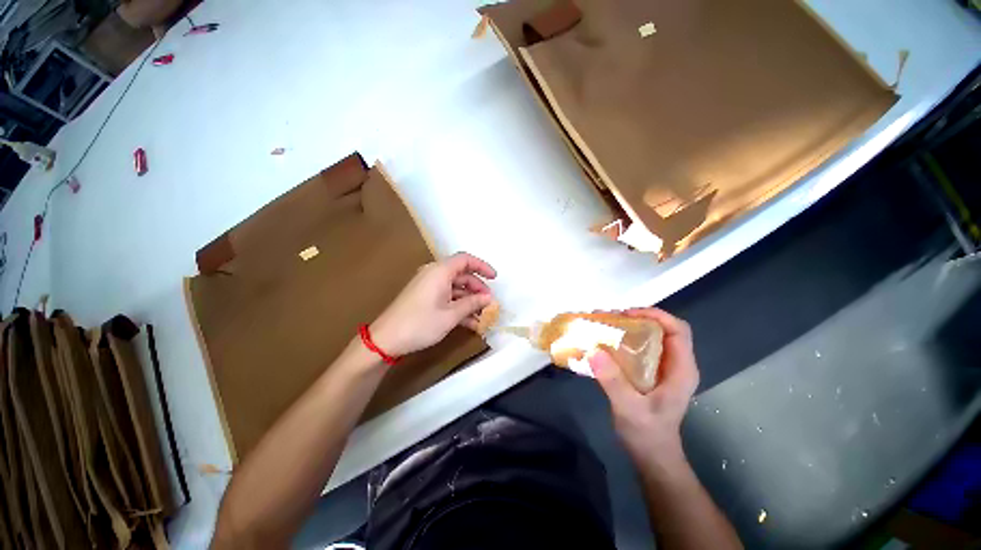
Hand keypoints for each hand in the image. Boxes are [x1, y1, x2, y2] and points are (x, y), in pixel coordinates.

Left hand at [370, 252, 496, 356]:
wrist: (385, 339)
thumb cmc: (420, 323)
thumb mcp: (450, 315)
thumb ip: (472, 304)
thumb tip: (489, 299)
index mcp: (440, 271)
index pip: (465, 260)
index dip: (482, 266)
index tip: (495, 278)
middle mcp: (434, 274)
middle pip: (462, 275)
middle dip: (478, 289)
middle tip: (490, 304)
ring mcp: (429, 286)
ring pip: (456, 288)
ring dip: (470, 301)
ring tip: (483, 317)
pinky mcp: (425, 298)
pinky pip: (447, 297)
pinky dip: (459, 306)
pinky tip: (470, 322)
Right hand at [589, 308, 698, 459]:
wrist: (652, 456)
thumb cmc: (647, 434)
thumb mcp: (629, 408)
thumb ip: (613, 381)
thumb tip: (594, 350)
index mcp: (681, 370)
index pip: (678, 330)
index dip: (656, 315)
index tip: (627, 313)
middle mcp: (675, 364)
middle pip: (662, 329)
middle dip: (637, 318)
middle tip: (609, 318)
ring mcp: (662, 368)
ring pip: (650, 337)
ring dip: (627, 328)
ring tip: (603, 325)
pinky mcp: (650, 373)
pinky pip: (639, 348)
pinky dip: (623, 340)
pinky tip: (604, 342)